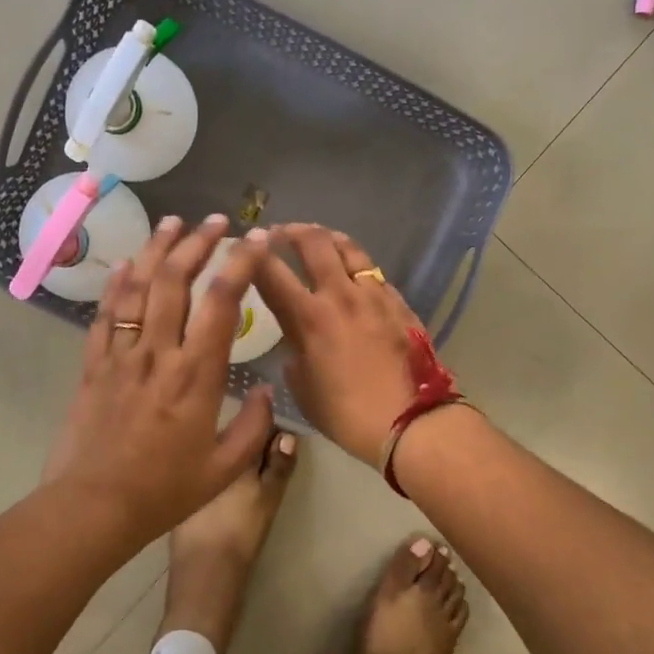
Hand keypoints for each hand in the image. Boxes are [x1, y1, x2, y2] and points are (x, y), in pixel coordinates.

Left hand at [43, 215, 275, 549]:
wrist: (94, 507)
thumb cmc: (165, 490)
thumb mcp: (225, 467)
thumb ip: (254, 426)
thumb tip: (267, 390)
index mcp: (197, 375)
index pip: (222, 302)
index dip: (241, 262)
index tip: (256, 237)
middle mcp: (159, 353)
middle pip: (175, 280)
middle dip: (197, 243)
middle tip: (215, 220)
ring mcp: (121, 355)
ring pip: (137, 287)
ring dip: (155, 250)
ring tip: (171, 222)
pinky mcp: (93, 365)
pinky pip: (105, 315)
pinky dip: (116, 284)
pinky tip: (124, 265)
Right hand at [252, 224, 423, 463]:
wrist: (410, 421)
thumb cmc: (347, 414)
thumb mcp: (304, 391)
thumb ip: (295, 359)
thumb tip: (297, 347)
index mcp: (309, 318)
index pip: (272, 274)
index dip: (253, 255)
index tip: (244, 246)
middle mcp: (340, 295)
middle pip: (314, 243)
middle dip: (292, 231)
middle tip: (280, 233)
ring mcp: (374, 295)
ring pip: (350, 248)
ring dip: (328, 238)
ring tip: (319, 238)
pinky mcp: (399, 303)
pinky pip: (374, 273)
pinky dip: (357, 266)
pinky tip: (355, 275)